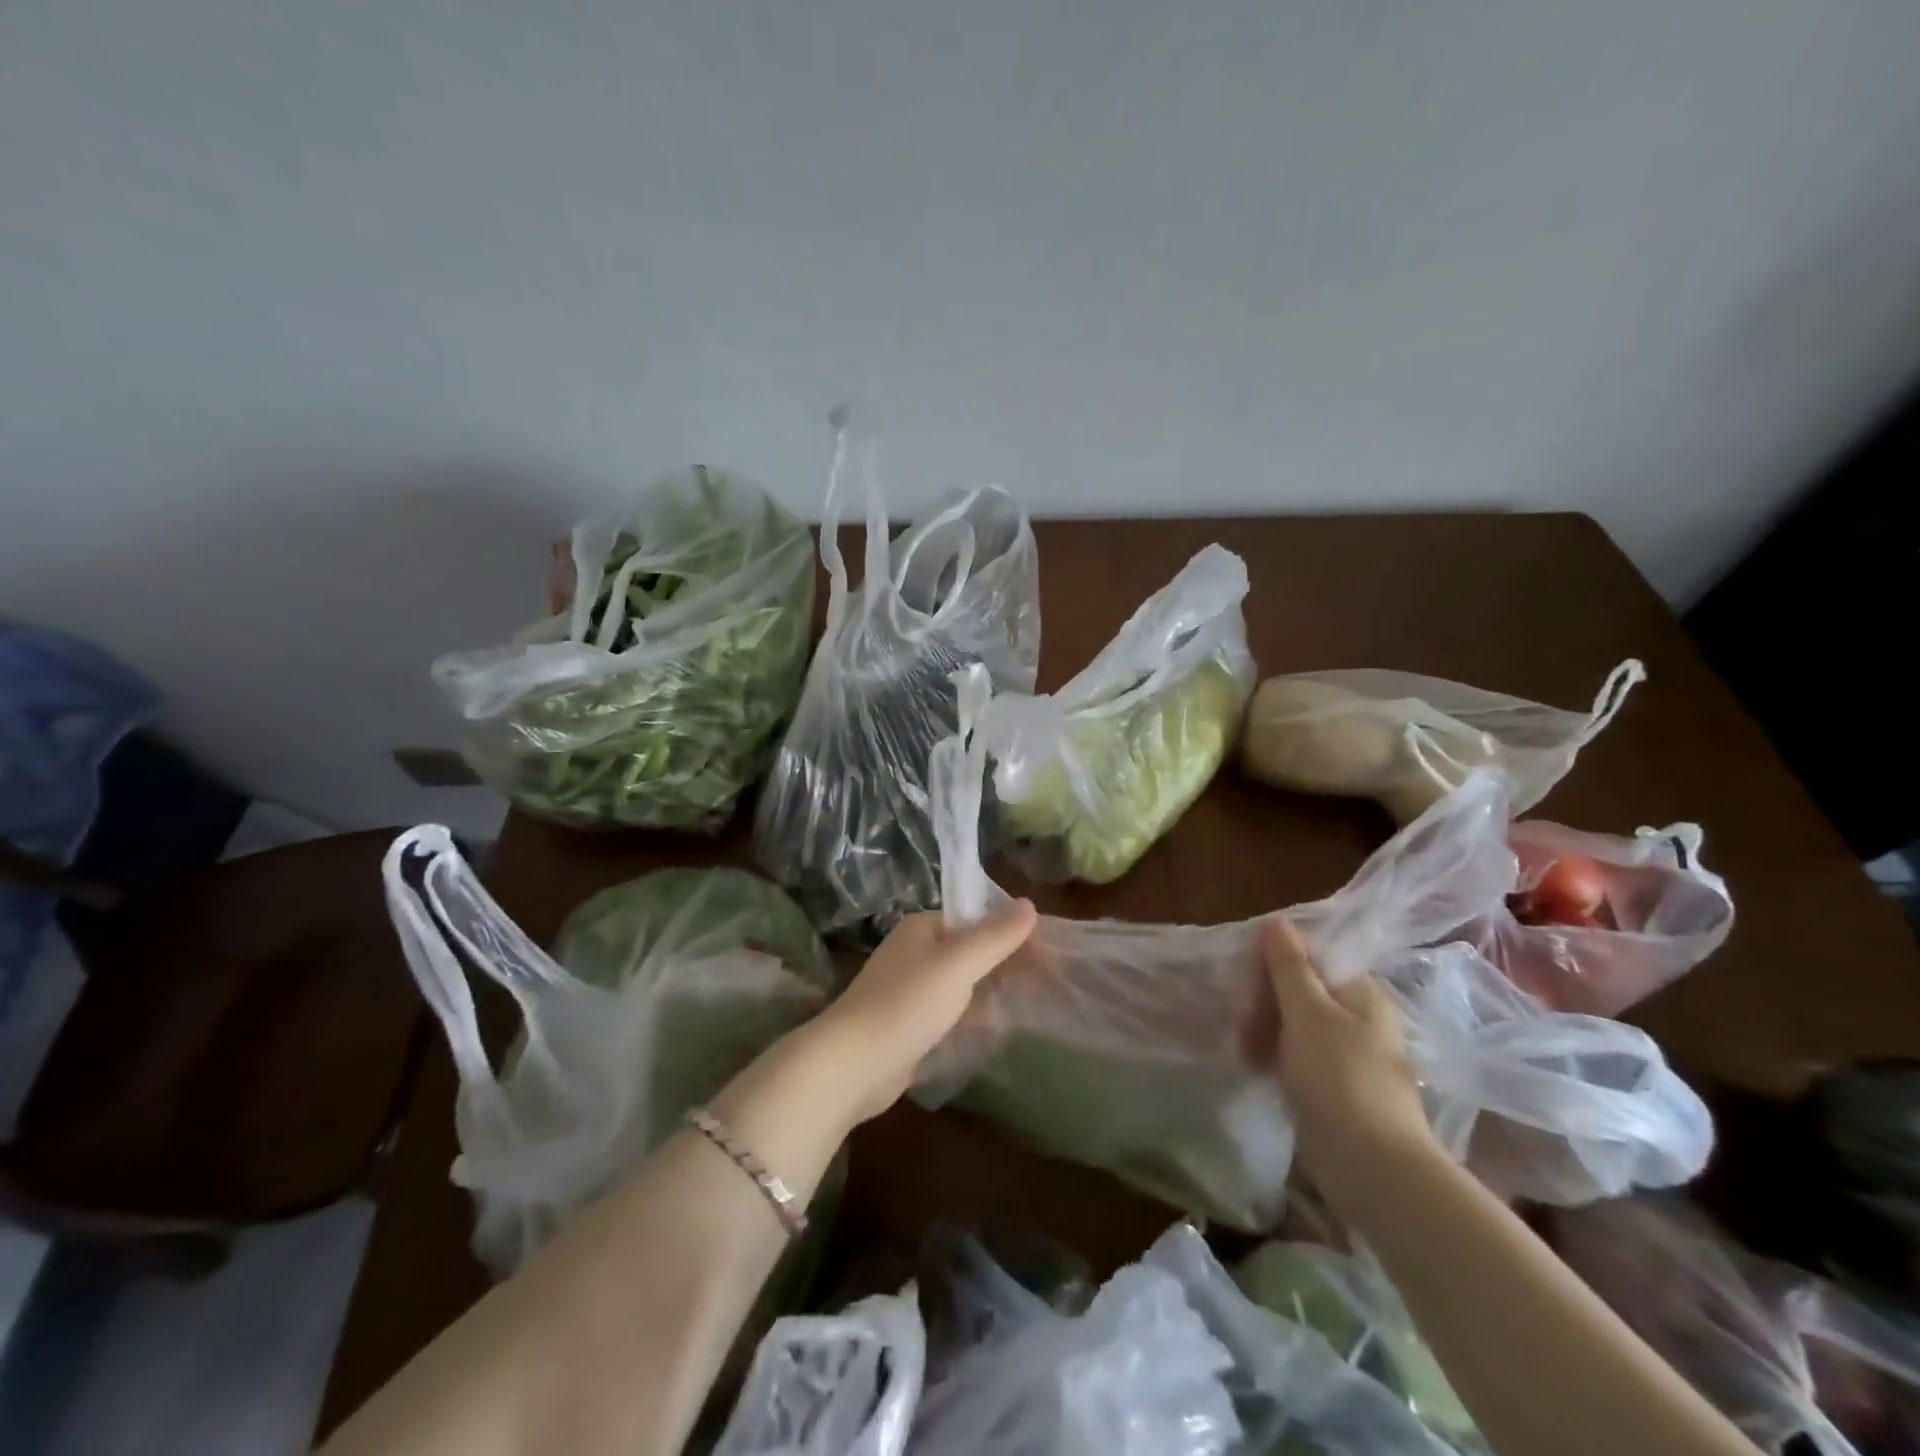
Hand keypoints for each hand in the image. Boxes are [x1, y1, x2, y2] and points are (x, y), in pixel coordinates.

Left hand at [816, 901, 1039, 1123]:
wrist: (851, 1065)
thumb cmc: (906, 1004)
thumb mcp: (957, 964)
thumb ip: (995, 936)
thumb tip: (1029, 904)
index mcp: (924, 928)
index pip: (980, 921)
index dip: (1016, 937)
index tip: (1051, 961)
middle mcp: (917, 952)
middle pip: (973, 951)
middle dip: (1008, 966)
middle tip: (1047, 988)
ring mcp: (911, 989)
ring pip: (964, 984)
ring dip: (993, 993)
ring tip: (1030, 1008)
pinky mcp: (910, 1024)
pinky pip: (952, 1013)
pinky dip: (974, 1018)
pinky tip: (995, 1031)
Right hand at [1262, 919, 1437, 1210]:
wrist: (1372, 1167)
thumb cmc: (1340, 1077)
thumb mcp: (1308, 1012)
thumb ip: (1289, 966)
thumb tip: (1275, 920)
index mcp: (1361, 992)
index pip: (1310, 956)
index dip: (1274, 963)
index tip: (1247, 982)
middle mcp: (1358, 1016)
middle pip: (1300, 988)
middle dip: (1265, 1001)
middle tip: (1242, 1023)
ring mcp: (1347, 1053)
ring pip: (1295, 1022)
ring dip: (1265, 1029)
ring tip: (1244, 1050)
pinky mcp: (1335, 1085)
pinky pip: (1297, 1054)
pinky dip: (1275, 1055)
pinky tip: (1256, 1067)